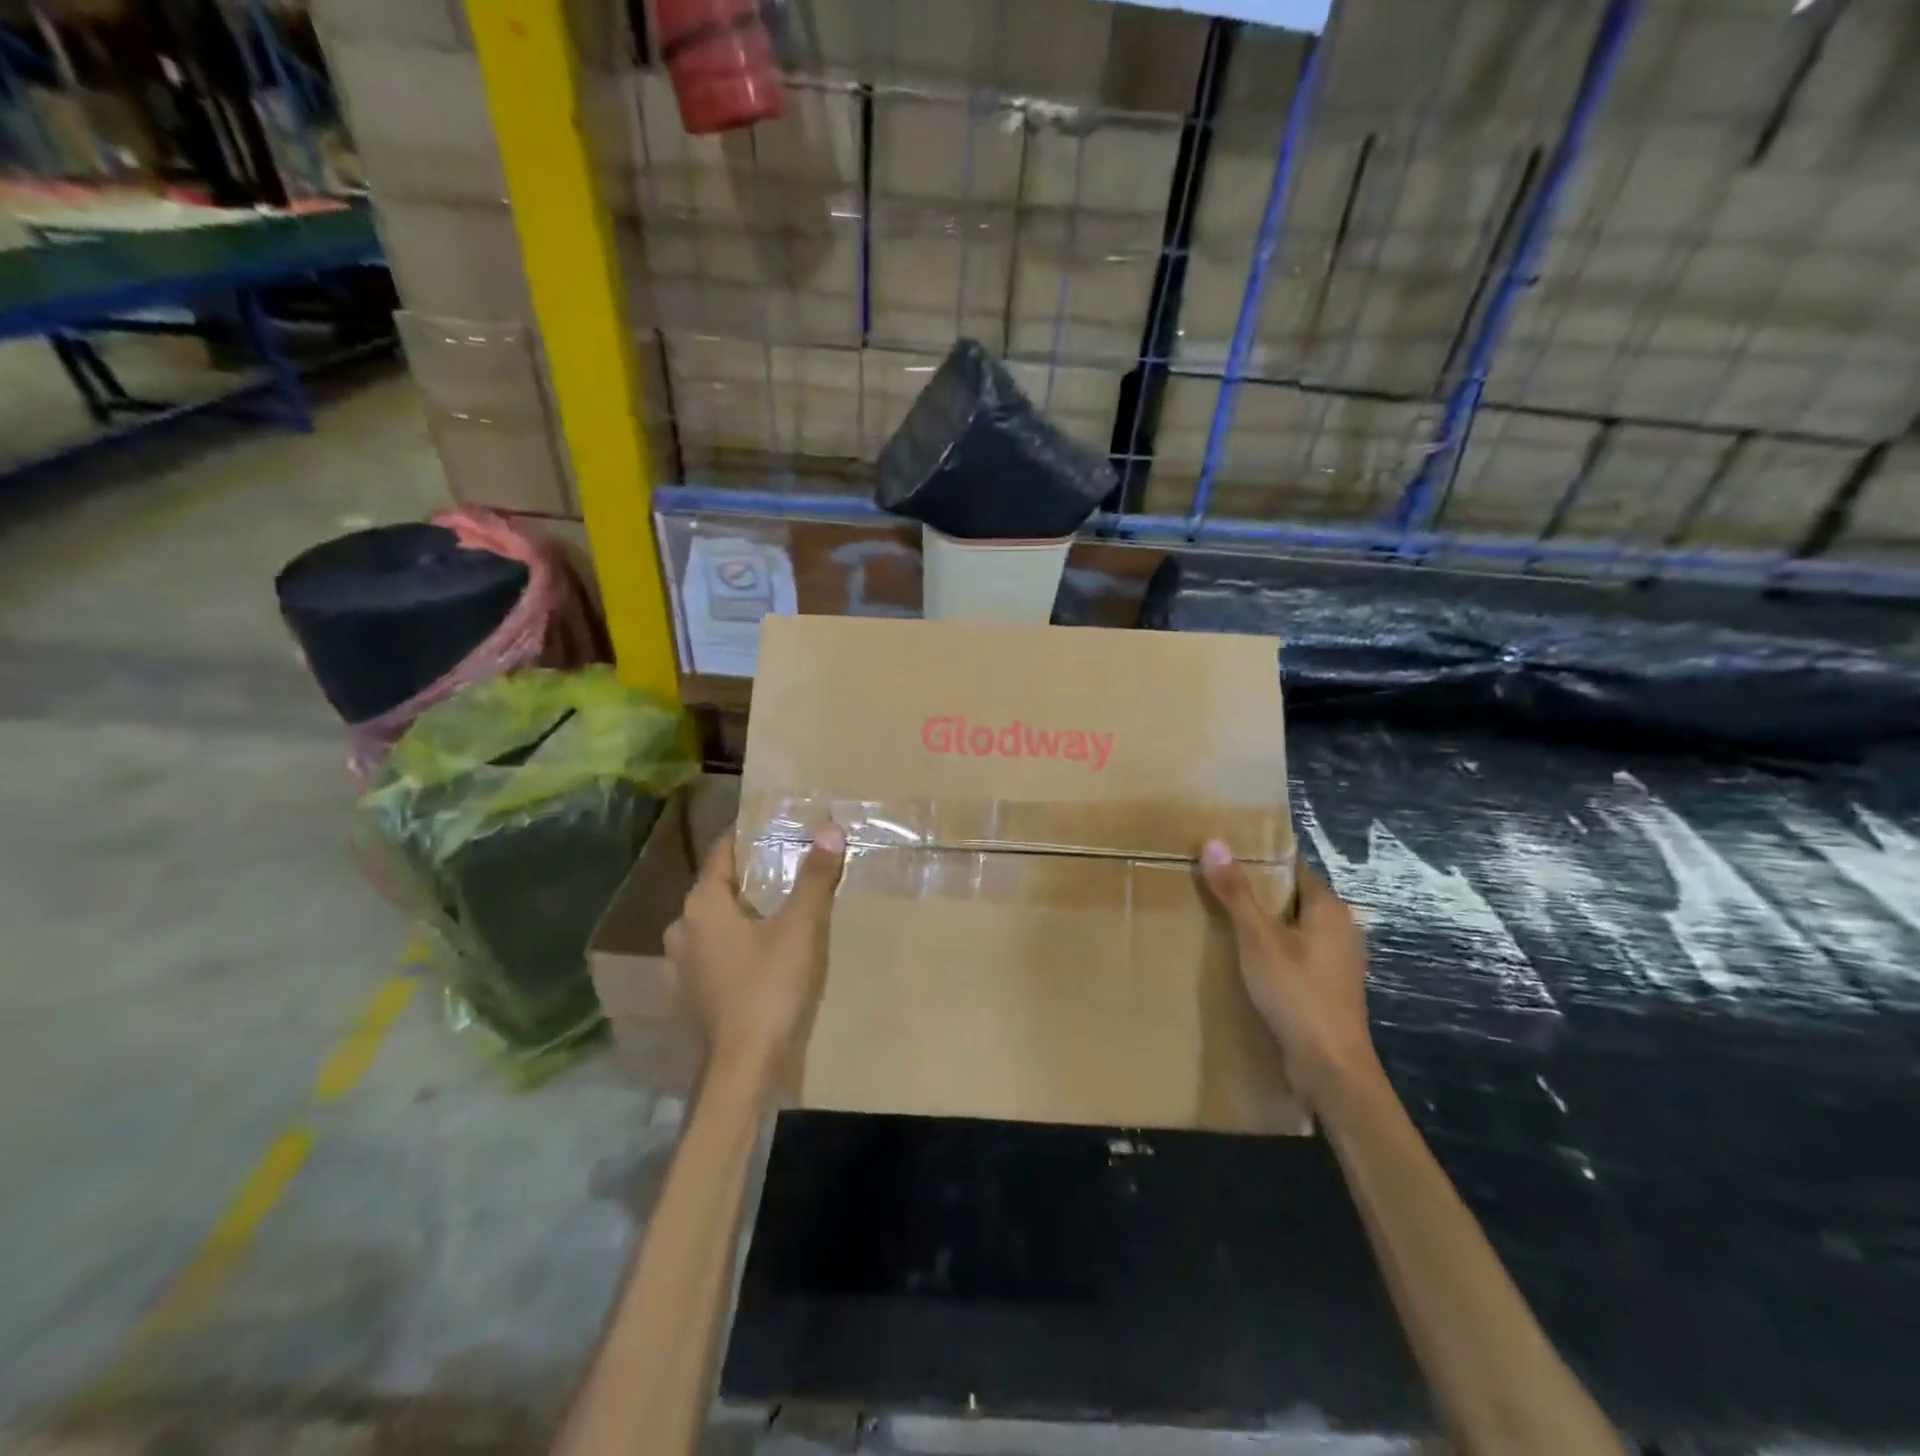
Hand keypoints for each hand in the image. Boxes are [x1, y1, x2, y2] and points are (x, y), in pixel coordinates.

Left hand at [664, 825, 845, 1090]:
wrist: (743, 1068)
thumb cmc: (770, 987)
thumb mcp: (801, 927)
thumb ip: (814, 876)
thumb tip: (830, 828)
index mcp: (703, 904)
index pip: (721, 853)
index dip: (746, 837)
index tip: (772, 828)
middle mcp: (681, 929)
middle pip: (716, 889)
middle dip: (747, 877)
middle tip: (784, 869)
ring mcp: (678, 967)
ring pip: (711, 925)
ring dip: (737, 915)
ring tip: (773, 913)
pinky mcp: (686, 997)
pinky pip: (709, 956)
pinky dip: (730, 948)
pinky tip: (754, 958)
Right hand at [1199, 841, 1380, 1104]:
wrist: (1330, 1069)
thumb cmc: (1296, 994)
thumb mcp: (1258, 939)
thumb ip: (1236, 892)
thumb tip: (1213, 842)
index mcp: (1329, 908)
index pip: (1291, 867)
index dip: (1257, 858)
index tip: (1220, 855)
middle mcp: (1340, 928)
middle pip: (1290, 896)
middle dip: (1254, 891)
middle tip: (1210, 884)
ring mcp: (1336, 960)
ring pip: (1291, 926)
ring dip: (1261, 923)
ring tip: (1218, 918)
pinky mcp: (1327, 986)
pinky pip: (1294, 953)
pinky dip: (1270, 949)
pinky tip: (1242, 958)